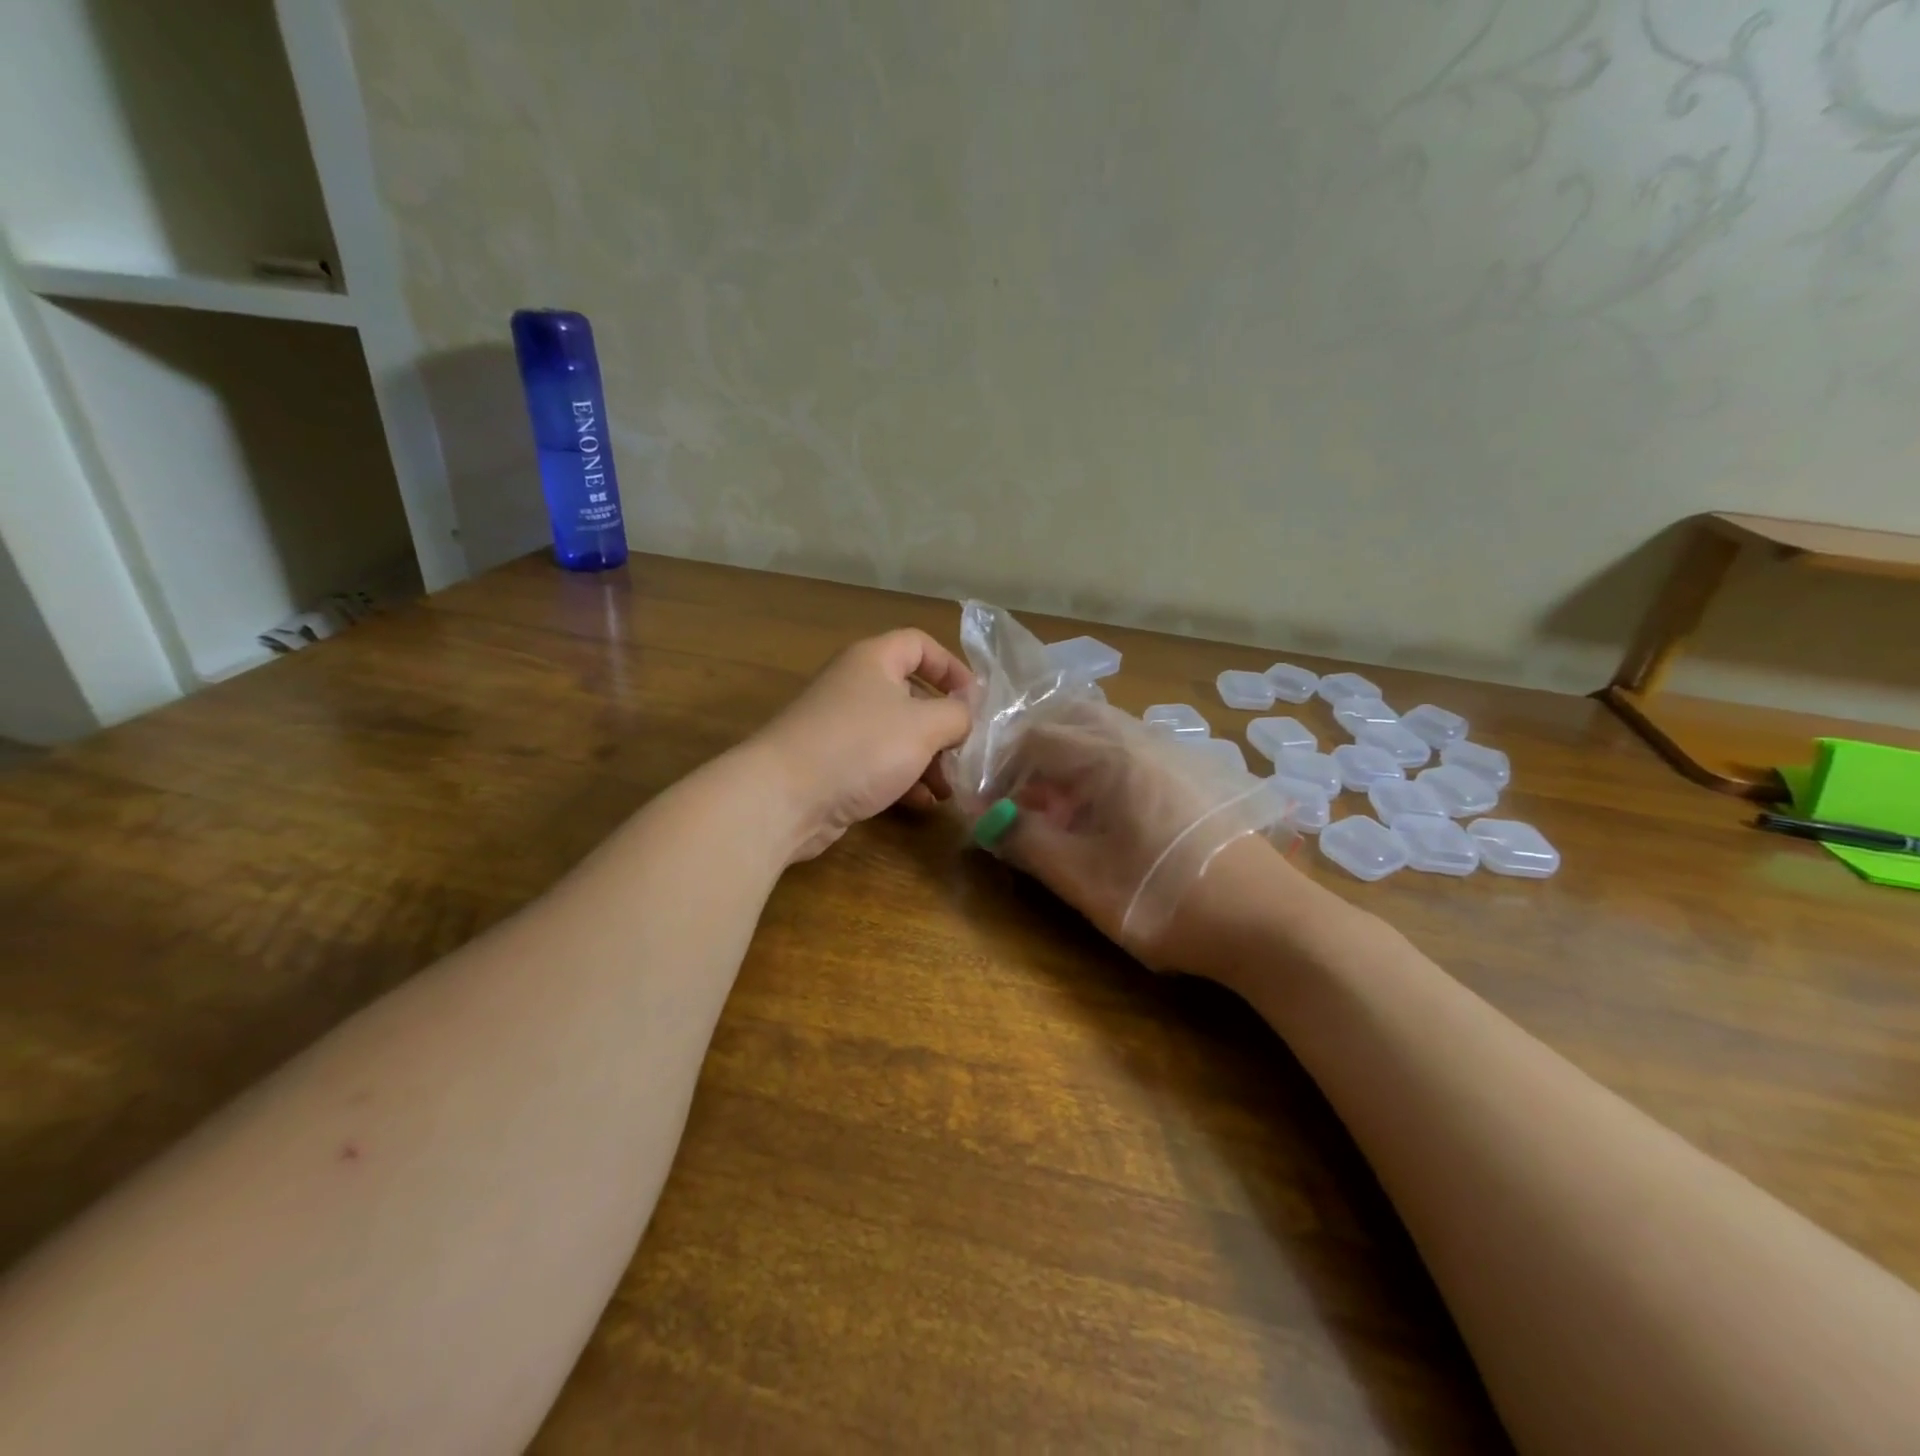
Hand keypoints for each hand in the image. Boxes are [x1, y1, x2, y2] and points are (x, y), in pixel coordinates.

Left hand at [749, 628, 974, 862]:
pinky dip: (904, 779)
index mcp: (873, 661)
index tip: (976, 700)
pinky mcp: (833, 765)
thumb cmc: (861, 747)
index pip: (919, 645)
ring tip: (950, 788)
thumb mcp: (923, 726)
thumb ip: (957, 715)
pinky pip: (878, 764)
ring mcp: (841, 727)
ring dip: (929, 759)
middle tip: (968, 752)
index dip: (951, 667)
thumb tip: (967, 713)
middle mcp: (855, 687)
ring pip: (898, 735)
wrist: (784, 797)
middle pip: (912, 695)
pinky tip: (924, 803)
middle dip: (944, 726)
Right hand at [975, 702, 1301, 969]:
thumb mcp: (1085, 879)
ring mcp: (1171, 756)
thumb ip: (1029, 842)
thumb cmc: (1169, 900)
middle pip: (1070, 722)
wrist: (1271, 924)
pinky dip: (1096, 774)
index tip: (983, 801)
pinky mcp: (1189, 778)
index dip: (999, 764)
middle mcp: (1140, 742)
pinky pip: (1127, 756)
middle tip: (1013, 796)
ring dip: (1064, 763)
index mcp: (1110, 757)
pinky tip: (1098, 820)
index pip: (1035, 736)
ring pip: (1101, 737)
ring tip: (1051, 811)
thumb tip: (986, 817)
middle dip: (1031, 753)